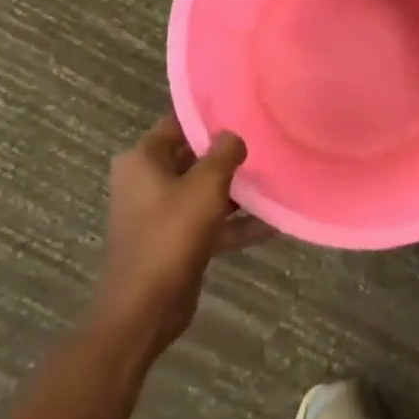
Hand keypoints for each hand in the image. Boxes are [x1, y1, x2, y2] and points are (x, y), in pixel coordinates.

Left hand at [92, 114, 272, 356]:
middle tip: (266, 141)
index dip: (210, 116)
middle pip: (194, 156)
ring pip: (203, 190)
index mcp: (143, 159)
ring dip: (236, 190)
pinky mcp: (174, 241)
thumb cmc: (170, 234)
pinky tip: (273, 223)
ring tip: (275, 179)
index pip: (179, 122)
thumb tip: (233, 135)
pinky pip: (209, 221)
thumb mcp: (206, 185)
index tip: (245, 108)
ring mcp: (160, 213)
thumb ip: (224, 152)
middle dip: (228, 153)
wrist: (144, 309)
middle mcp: (146, 181)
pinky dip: (235, 222)